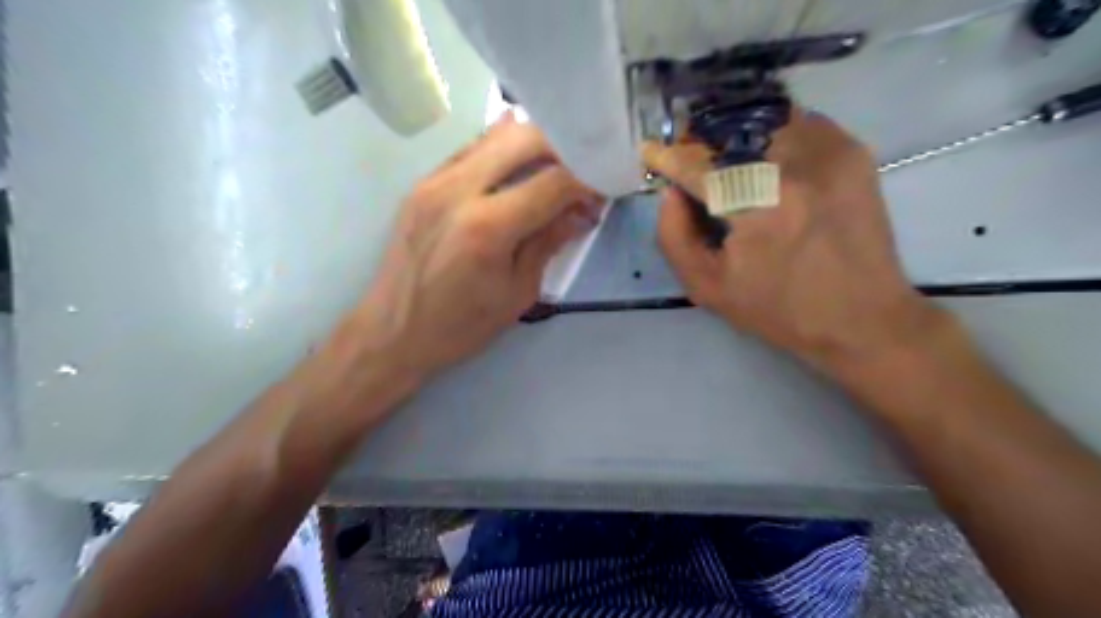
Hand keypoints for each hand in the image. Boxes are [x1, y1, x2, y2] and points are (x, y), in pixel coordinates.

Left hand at [351, 113, 601, 378]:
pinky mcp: (422, 183)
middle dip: (562, 149)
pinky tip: (516, 171)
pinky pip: (471, 150)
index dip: (586, 181)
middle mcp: (458, 190)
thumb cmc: (460, 326)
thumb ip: (549, 243)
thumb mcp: (517, 293)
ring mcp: (435, 180)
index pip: (553, 182)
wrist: (392, 332)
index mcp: (488, 227)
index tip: (603, 189)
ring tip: (553, 170)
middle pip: (524, 138)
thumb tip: (583, 212)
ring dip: (532, 145)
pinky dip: (501, 152)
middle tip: (580, 174)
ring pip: (494, 135)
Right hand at [647, 109, 947, 373]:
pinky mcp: (852, 152)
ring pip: (765, 120)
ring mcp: (830, 153)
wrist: (862, 317)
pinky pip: (800, 123)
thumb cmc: (778, 310)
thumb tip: (671, 193)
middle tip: (690, 160)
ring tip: (728, 162)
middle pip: (731, 132)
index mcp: (758, 207)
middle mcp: (795, 167)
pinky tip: (768, 164)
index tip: (651, 150)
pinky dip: (774, 135)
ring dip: (738, 137)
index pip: (700, 166)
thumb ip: (674, 237)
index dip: (670, 157)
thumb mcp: (708, 288)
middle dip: (701, 142)